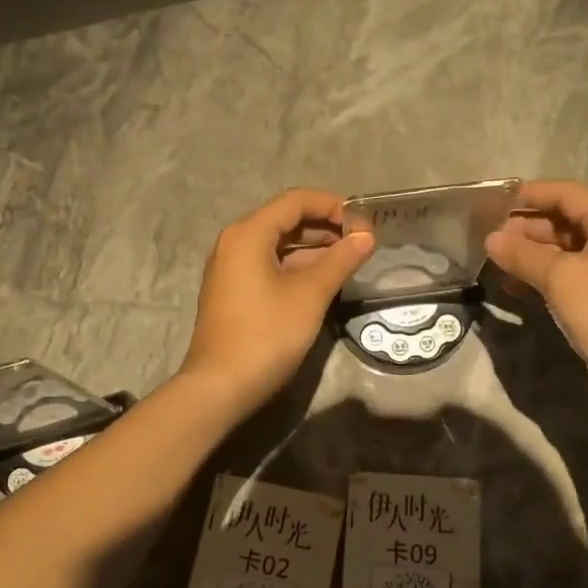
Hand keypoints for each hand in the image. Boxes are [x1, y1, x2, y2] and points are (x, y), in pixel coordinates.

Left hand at [179, 189, 373, 416]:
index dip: (333, 205)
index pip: (295, 201)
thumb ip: (340, 260)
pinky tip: (323, 281)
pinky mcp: (234, 292)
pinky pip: (269, 266)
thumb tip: (366, 236)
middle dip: (325, 227)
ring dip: (313, 249)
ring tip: (349, 261)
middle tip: (361, 242)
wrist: (220, 386)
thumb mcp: (310, 295)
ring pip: (278, 246)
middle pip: (285, 220)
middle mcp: (234, 243)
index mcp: (248, 234)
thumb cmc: (267, 335)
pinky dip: (296, 267)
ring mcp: (231, 269)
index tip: (364, 223)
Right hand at [484, 179, 587, 384]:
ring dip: (532, 254)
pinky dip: (544, 277)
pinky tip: (517, 289)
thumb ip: (524, 255)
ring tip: (498, 264)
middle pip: (565, 221)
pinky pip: (570, 276)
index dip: (530, 194)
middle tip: (490, 240)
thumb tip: (491, 239)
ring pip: (565, 251)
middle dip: (526, 227)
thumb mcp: (561, 279)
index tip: (494, 203)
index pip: (566, 193)